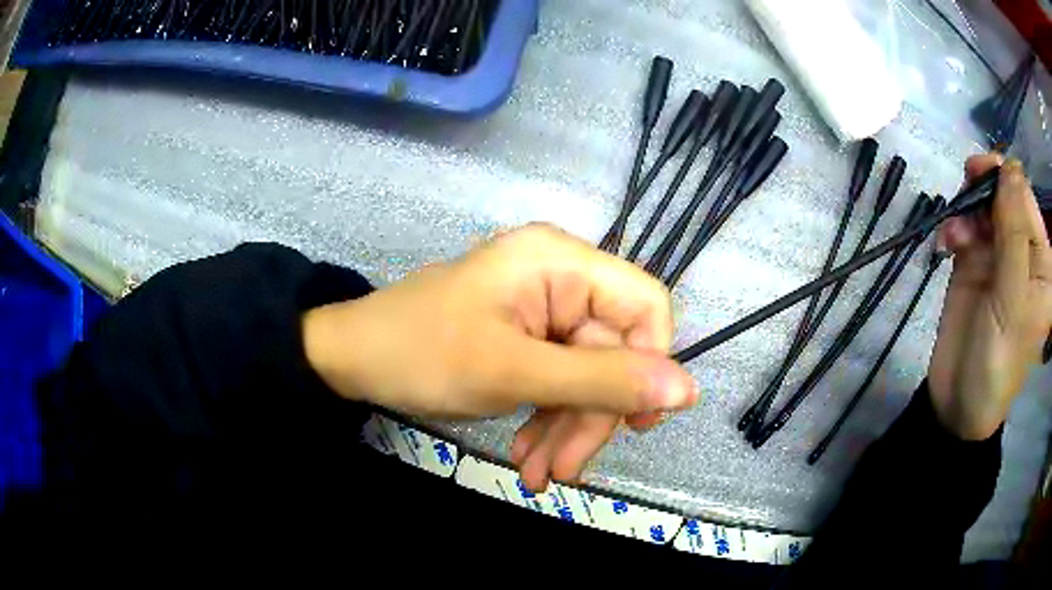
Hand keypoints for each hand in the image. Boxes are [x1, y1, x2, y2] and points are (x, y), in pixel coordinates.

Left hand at [303, 223, 697, 487]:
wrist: (352, 359)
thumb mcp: (514, 372)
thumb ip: (603, 381)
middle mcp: (560, 278)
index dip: (651, 363)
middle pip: (612, 353)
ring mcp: (543, 311)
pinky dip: (548, 421)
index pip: (645, 305)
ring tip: (539, 475)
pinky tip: (528, 454)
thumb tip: (688, 390)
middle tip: (564, 472)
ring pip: (586, 376)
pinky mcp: (527, 339)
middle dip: (591, 417)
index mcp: (560, 261)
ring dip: (567, 429)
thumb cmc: (422, 353)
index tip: (637, 424)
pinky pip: (558, 382)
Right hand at [930, 156, 1051, 439]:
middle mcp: (1022, 253)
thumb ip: (1014, 234)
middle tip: (966, 181)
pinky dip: (955, 226)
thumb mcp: (1012, 300)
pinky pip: (965, 225)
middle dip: (986, 187)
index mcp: (1040, 263)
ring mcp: (998, 256)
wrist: (957, 402)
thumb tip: (1009, 166)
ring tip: (955, 231)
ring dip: (968, 207)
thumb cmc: (997, 361)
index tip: (982, 172)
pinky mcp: (974, 261)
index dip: (1007, 180)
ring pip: (984, 205)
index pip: (1027, 202)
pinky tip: (947, 242)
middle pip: (1006, 196)